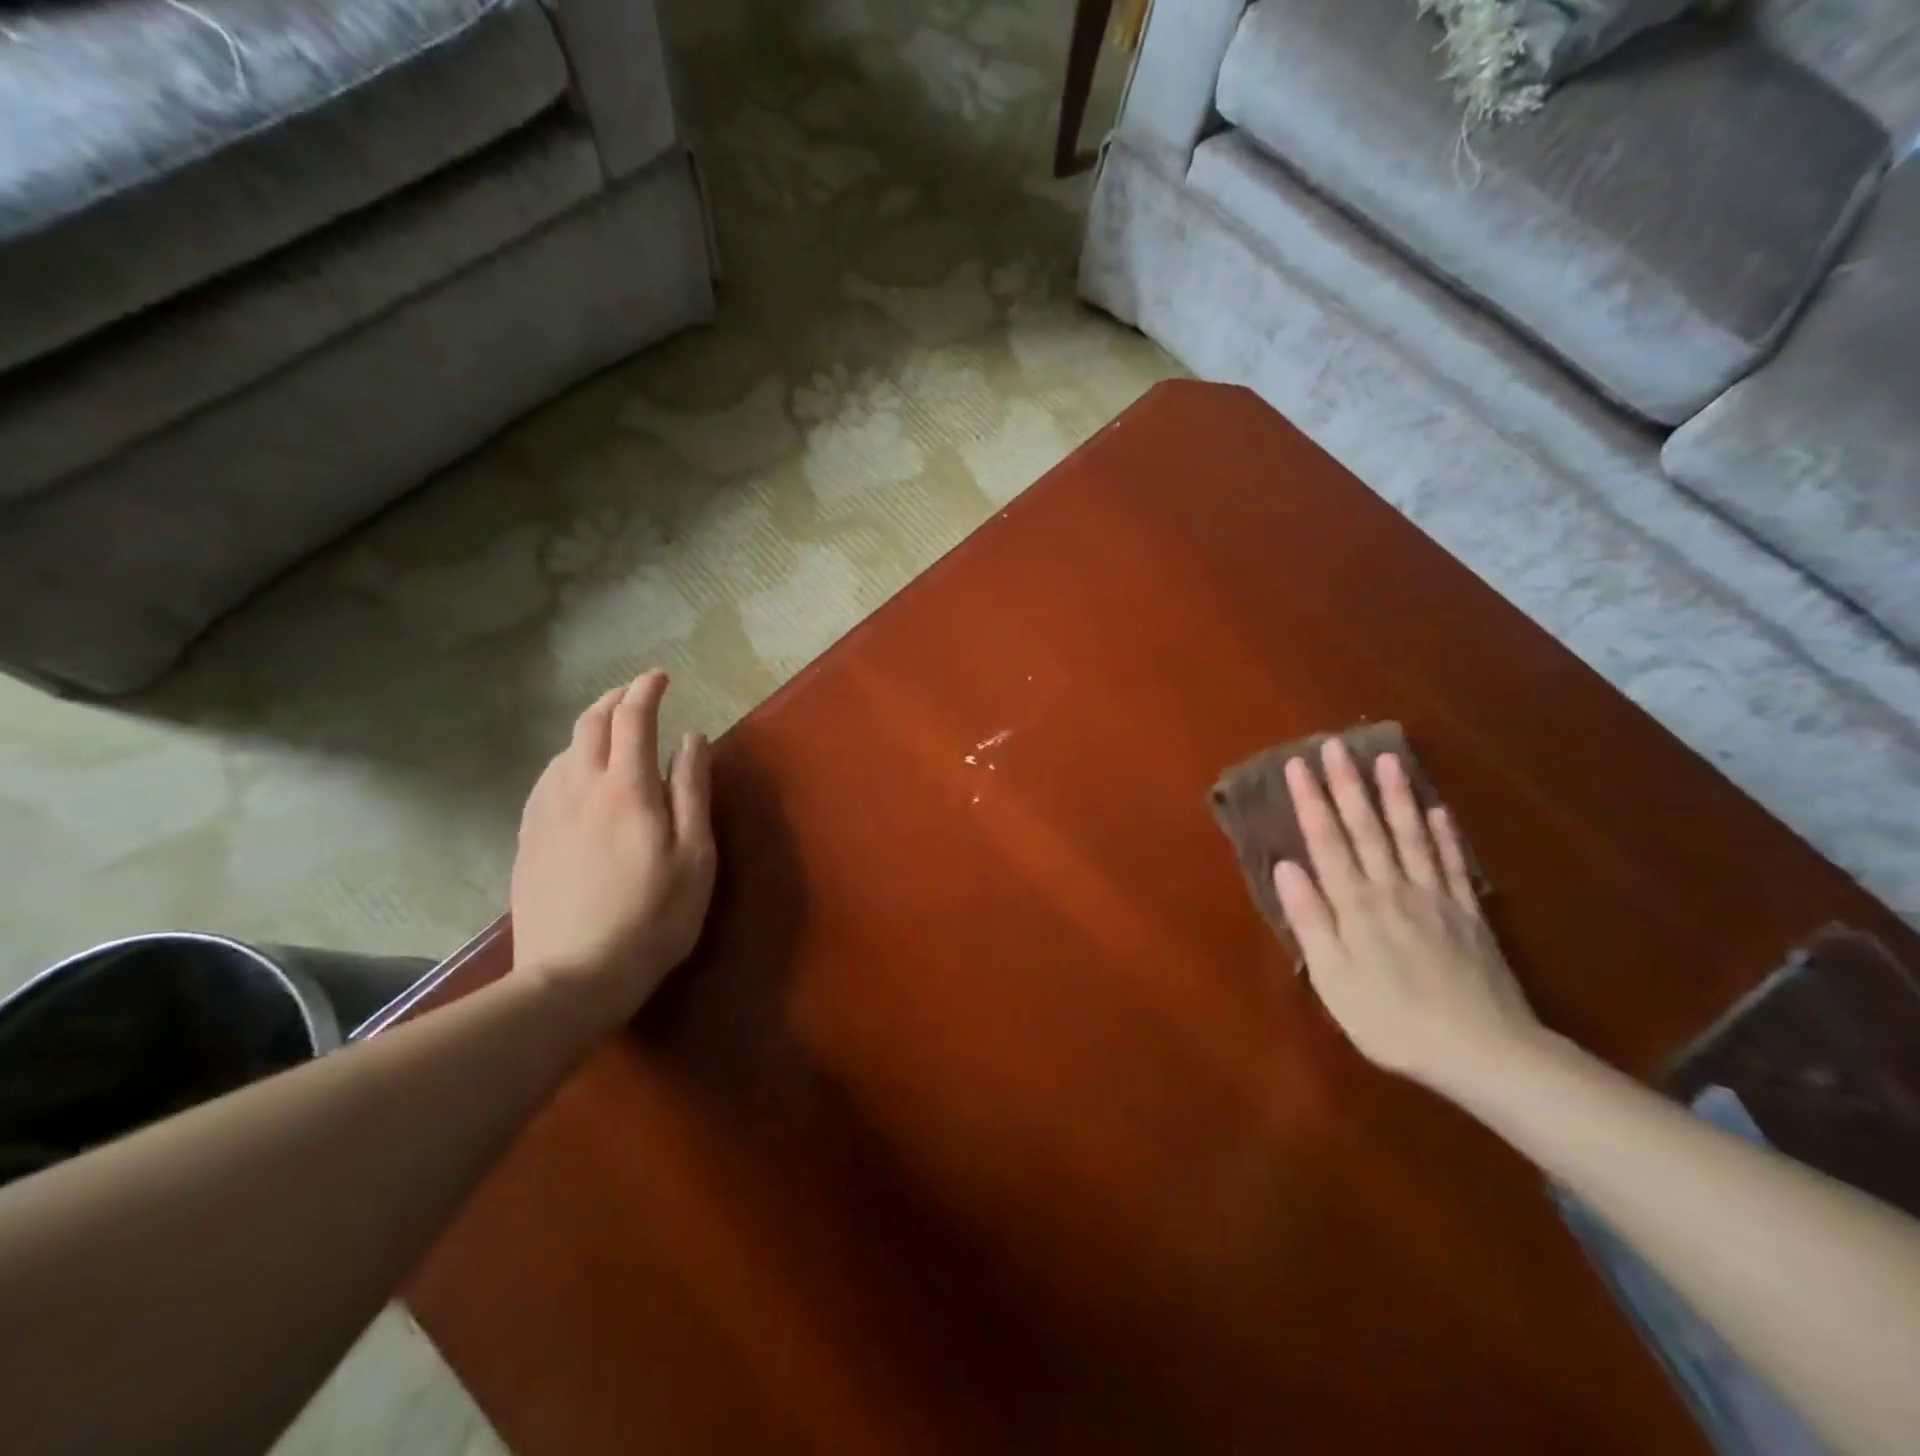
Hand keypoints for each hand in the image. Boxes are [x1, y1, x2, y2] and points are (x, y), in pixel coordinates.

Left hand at [510, 670, 716, 1023]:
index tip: (661, 677)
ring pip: (562, 751)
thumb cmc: (655, 916)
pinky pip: (545, 782)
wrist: (575, 976)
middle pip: (589, 725)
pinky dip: (566, 762)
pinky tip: (574, 778)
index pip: (632, 719)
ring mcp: (546, 814)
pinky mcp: (527, 840)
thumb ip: (693, 791)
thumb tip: (692, 739)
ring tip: (611, 734)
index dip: (646, 691)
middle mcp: (579, 789)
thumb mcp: (695, 855)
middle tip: (636, 695)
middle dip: (613, 700)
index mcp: (626, 789)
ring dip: (589, 730)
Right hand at [1271, 739, 1541, 1094]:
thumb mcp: (1334, 979)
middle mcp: (1393, 888)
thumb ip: (1311, 920)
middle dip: (1347, 784)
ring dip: (1396, 795)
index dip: (1310, 802)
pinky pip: (1452, 863)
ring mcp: (1435, 897)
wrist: (1484, 1052)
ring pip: (1410, 835)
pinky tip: (1436, 809)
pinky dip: (1443, 833)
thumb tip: (1286, 867)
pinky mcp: (1468, 913)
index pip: (1327, 841)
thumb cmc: (1391, 1020)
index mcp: (1356, 905)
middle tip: (1335, 745)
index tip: (1296, 765)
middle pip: (1367, 827)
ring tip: (1386, 758)